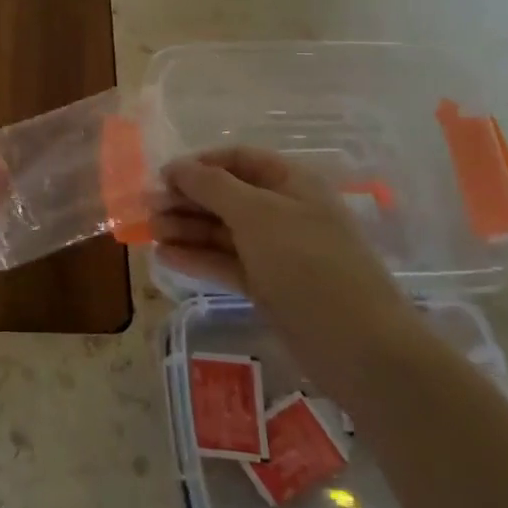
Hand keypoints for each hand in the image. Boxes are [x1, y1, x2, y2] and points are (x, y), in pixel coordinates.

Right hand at [154, 147, 415, 400]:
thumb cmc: (308, 264)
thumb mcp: (257, 215)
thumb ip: (212, 186)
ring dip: (186, 228)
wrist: (360, 347)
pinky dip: (198, 257)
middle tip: (147, 209)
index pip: (238, 160)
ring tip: (149, 233)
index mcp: (291, 183)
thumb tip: (176, 166)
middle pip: (226, 195)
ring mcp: (277, 251)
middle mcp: (284, 211)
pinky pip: (227, 262)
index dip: (200, 164)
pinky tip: (166, 257)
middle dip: (187, 199)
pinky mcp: (269, 286)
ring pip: (223, 231)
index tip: (162, 177)